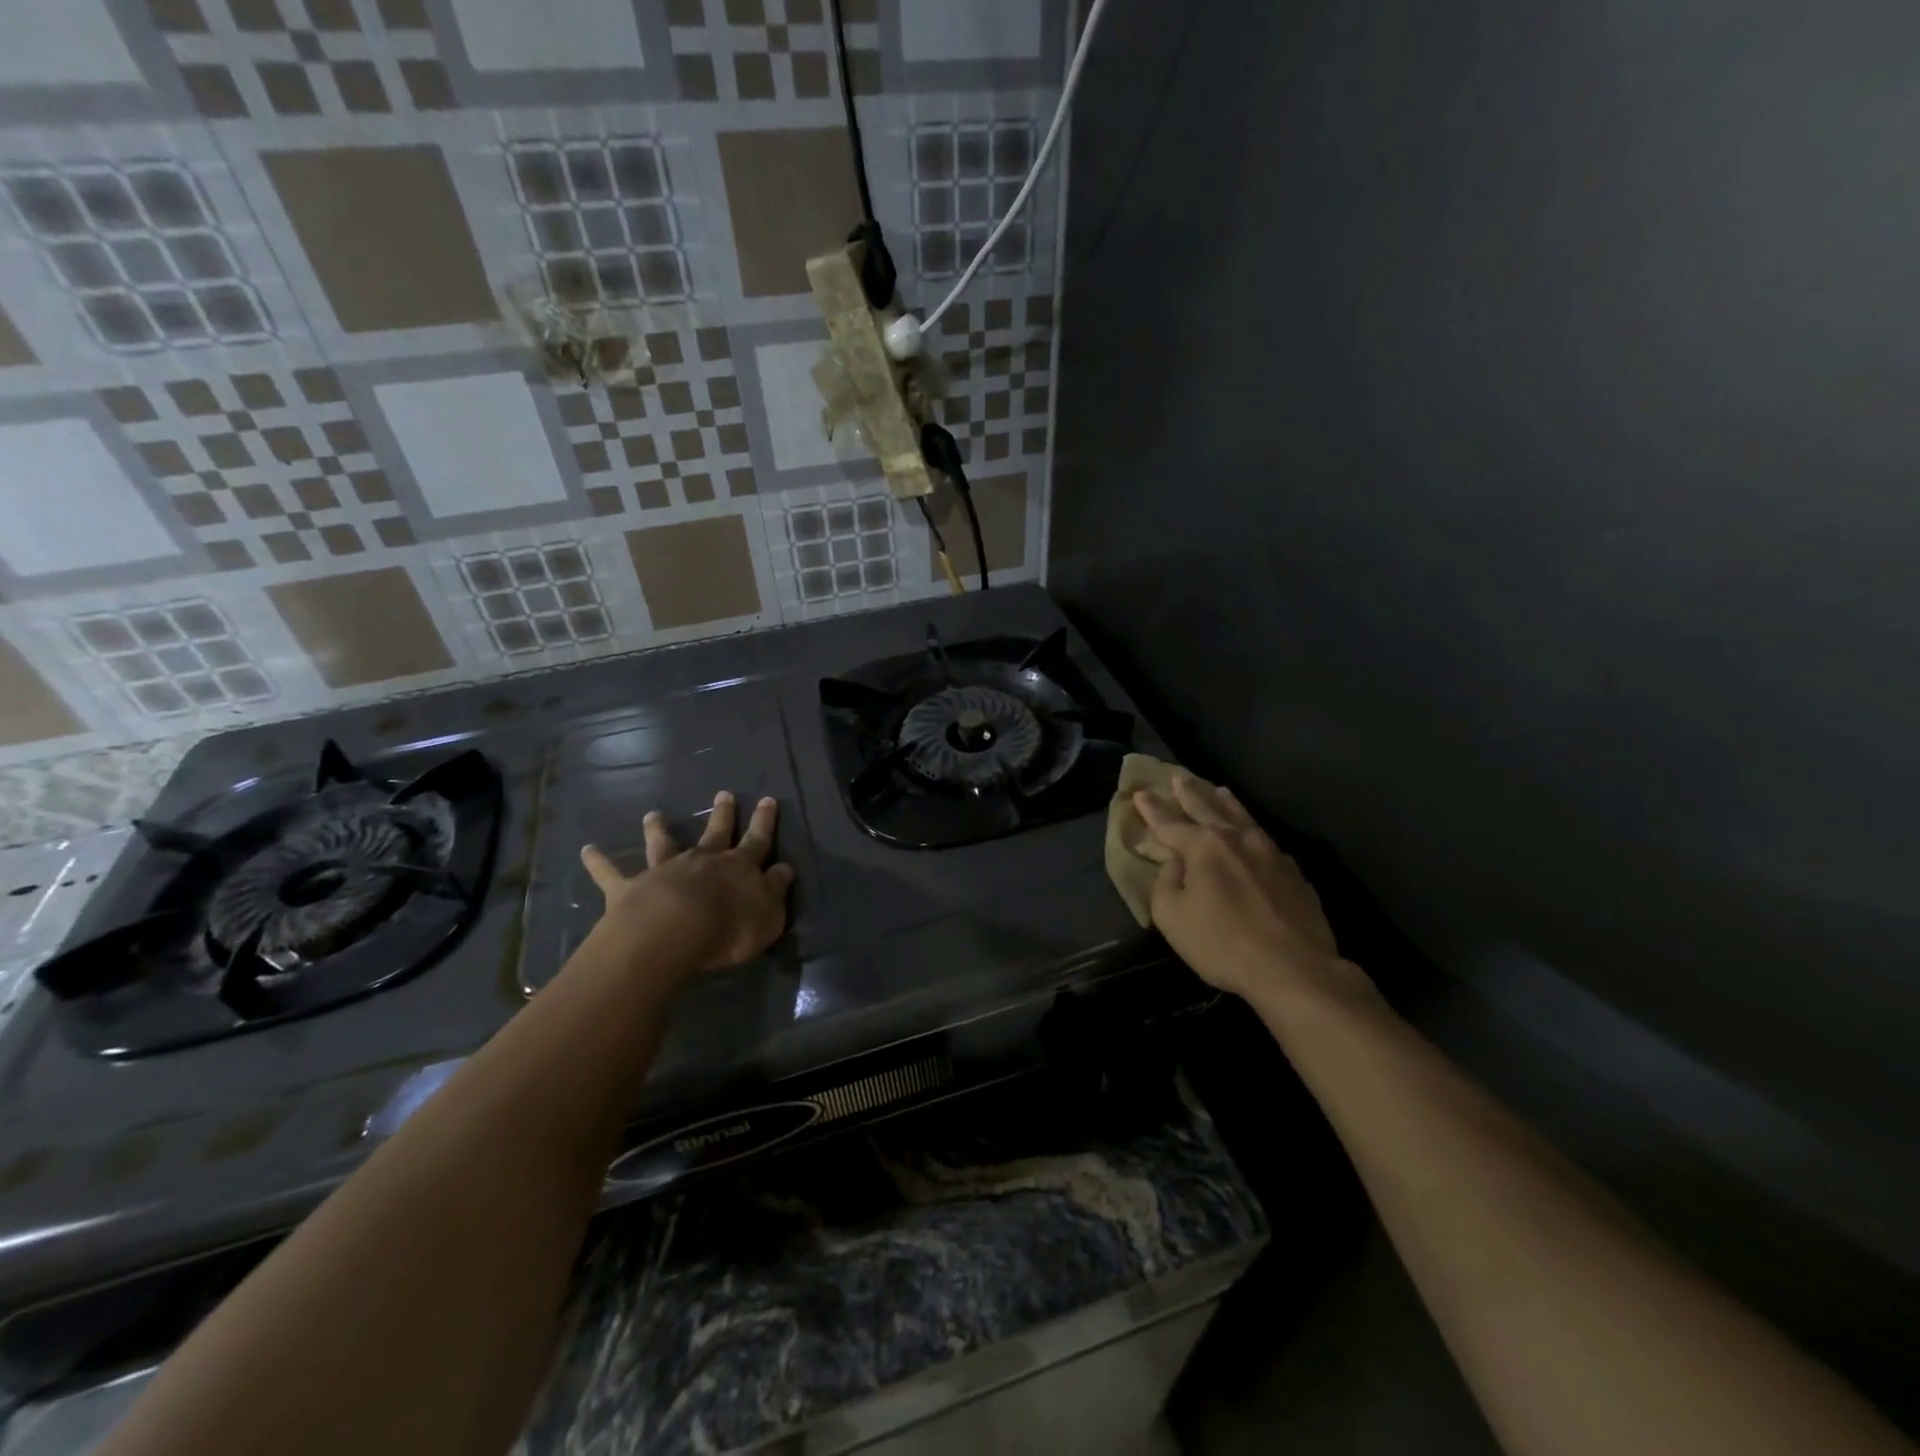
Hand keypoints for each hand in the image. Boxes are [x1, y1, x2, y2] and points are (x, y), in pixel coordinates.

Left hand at [580, 791, 793, 973]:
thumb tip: (784, 869)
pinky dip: (599, 861)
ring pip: (662, 844)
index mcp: (738, 868)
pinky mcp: (630, 888)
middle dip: (722, 814)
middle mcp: (703, 861)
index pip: (758, 841)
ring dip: (658, 829)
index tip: (767, 800)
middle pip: (715, 833)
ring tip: (653, 814)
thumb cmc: (729, 929)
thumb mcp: (769, 916)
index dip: (764, 822)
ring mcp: (665, 870)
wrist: (674, 932)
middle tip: (724, 794)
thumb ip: (776, 891)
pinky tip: (587, 850)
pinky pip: (611, 873)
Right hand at [1135, 775, 1365, 1004]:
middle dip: (1190, 792)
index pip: (1170, 822)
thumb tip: (1175, 865)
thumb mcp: (1172, 917)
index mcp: (1204, 847)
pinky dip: (1253, 832)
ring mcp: (1271, 854)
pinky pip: (1267, 842)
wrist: (1294, 968)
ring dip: (1227, 803)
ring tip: (1219, 790)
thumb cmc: (1223, 942)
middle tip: (1179, 775)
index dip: (1152, 809)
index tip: (1139, 793)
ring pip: (1243, 818)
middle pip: (1209, 808)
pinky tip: (1255, 836)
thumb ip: (1166, 884)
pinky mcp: (1295, 875)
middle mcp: (1238, 840)